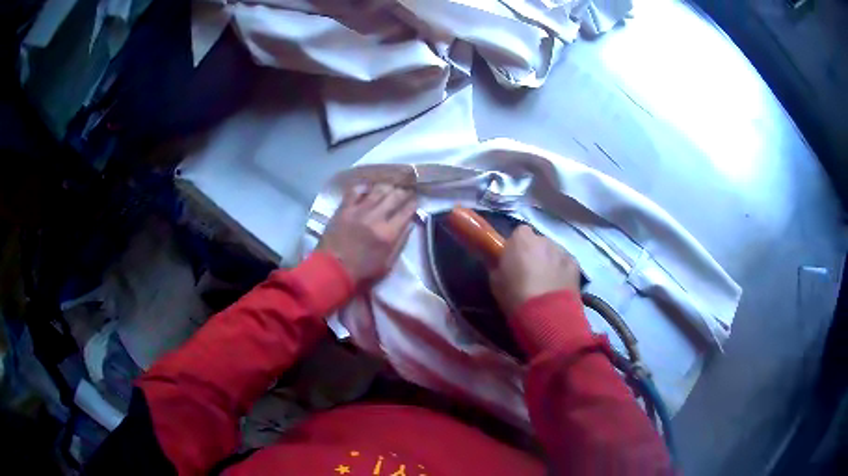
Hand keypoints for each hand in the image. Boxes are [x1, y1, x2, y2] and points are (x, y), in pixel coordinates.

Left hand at [319, 184, 417, 285]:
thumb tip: (409, 224)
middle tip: (406, 190)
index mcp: (388, 233)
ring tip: (390, 187)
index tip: (416, 199)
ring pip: (378, 190)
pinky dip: (364, 188)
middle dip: (403, 191)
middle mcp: (376, 217)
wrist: (332, 270)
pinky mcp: (344, 208)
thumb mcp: (387, 264)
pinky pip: (356, 191)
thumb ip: (400, 243)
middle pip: (395, 196)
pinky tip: (367, 189)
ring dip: (387, 187)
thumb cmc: (362, 272)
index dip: (414, 203)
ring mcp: (359, 210)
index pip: (407, 211)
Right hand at [489, 225, 581, 316]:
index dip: (517, 246)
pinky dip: (562, 271)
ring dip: (548, 261)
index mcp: (521, 239)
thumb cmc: (515, 295)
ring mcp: (561, 251)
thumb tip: (498, 260)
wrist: (545, 314)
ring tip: (545, 282)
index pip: (519, 233)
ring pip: (552, 252)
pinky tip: (557, 286)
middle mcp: (543, 239)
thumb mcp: (495, 280)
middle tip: (529, 273)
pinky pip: (565, 263)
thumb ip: (497, 264)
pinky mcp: (575, 264)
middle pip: (537, 242)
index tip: (513, 259)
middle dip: (534, 253)